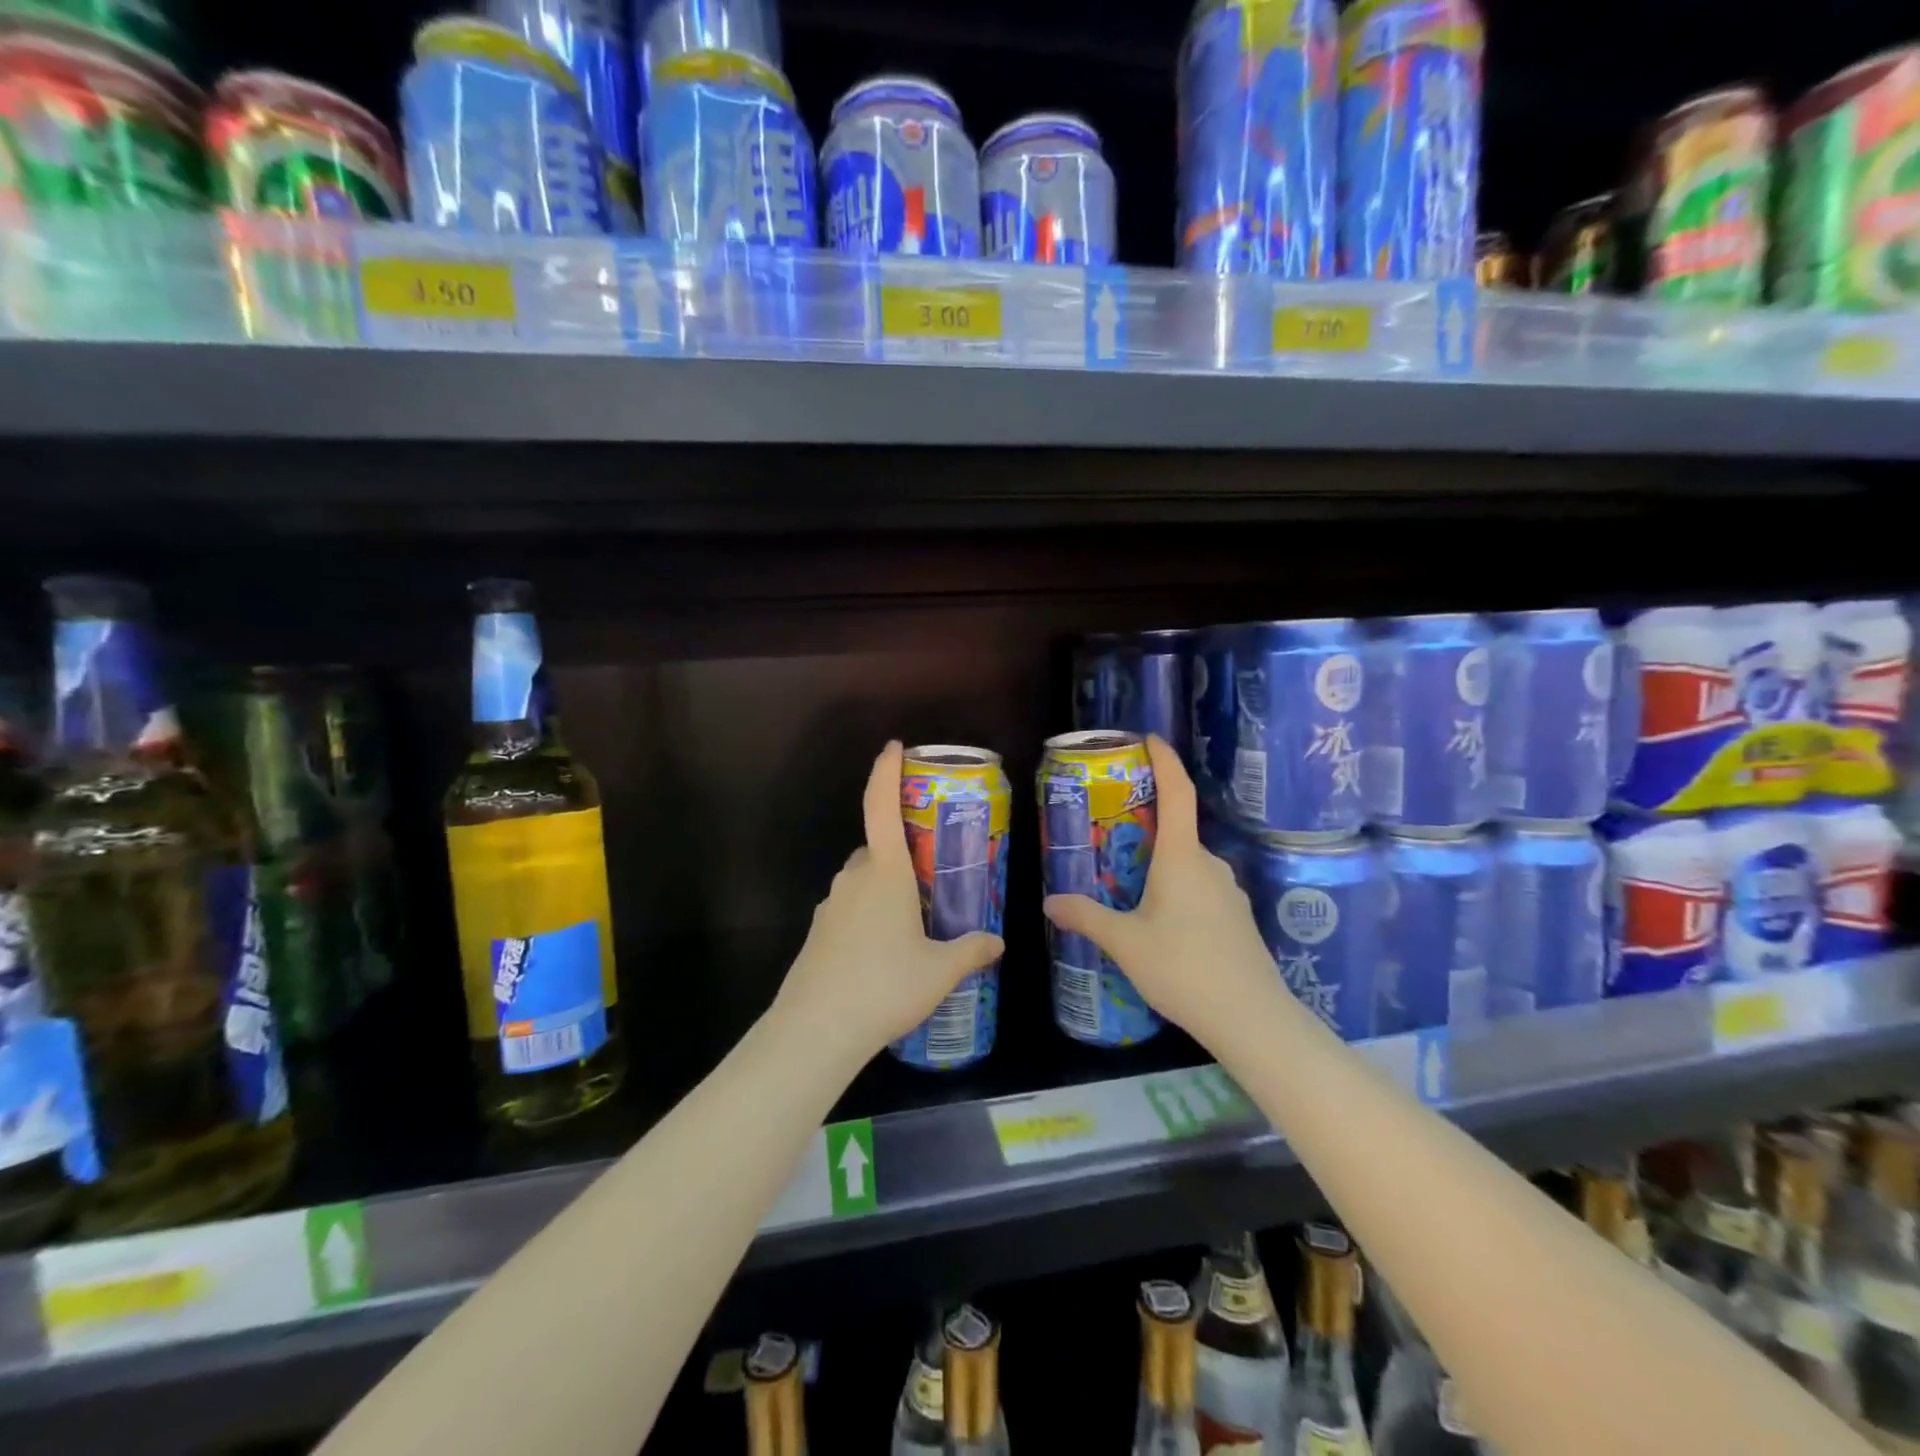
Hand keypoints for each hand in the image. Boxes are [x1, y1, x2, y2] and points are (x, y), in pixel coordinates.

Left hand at [774, 741, 1004, 1064]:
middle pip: (875, 848)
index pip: (881, 807)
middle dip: (899, 853)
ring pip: (861, 881)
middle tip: (929, 876)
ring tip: (912, 924)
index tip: (894, 746)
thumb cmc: (885, 986)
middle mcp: (853, 879)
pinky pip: (847, 909)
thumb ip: (970, 951)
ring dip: (883, 888)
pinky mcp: (817, 933)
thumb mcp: (939, 971)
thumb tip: (997, 942)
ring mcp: (830, 906)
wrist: (816, 1031)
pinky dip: (866, 916)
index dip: (886, 772)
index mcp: (884, 873)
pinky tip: (882, 954)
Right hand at [1042, 735, 1278, 1053]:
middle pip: (1178, 830)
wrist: (1251, 1019)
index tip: (1150, 739)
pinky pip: (1202, 888)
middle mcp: (1210, 865)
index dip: (1165, 761)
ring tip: (1128, 886)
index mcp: (1182, 859)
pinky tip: (1161, 923)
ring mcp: (1229, 891)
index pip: (1177, 793)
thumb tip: (1050, 902)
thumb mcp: (1125, 943)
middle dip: (1147, 826)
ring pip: (1189, 864)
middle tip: (1112, 834)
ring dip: (1161, 865)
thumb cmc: (1183, 969)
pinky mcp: (1238, 917)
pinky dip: (1178, 890)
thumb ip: (1087, 918)